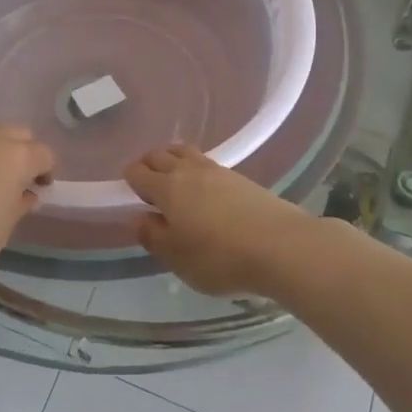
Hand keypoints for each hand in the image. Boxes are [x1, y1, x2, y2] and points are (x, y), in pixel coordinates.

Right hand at [125, 145, 316, 296]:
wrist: (282, 247)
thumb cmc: (220, 257)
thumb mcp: (177, 258)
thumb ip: (153, 236)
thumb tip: (138, 218)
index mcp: (167, 188)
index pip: (138, 172)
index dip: (130, 179)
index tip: (130, 193)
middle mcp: (189, 171)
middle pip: (161, 155)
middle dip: (149, 164)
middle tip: (148, 182)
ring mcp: (218, 171)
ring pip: (186, 153)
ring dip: (173, 159)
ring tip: (174, 178)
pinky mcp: (242, 178)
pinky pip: (208, 164)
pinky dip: (197, 169)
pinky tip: (204, 188)